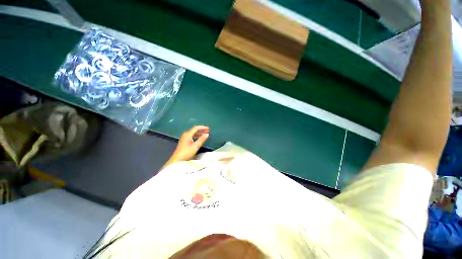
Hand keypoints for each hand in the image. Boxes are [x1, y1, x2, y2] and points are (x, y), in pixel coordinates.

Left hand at [162, 126, 209, 167]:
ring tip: (205, 134)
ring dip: (199, 133)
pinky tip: (200, 138)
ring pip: (193, 133)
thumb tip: (207, 134)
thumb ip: (201, 139)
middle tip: (208, 131)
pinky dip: (196, 136)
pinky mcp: (184, 142)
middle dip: (201, 130)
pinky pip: (191, 136)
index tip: (208, 129)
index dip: (202, 127)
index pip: (196, 128)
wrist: (177, 160)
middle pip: (194, 130)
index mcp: (188, 134)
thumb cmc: (187, 152)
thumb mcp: (195, 146)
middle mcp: (185, 134)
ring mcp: (184, 138)